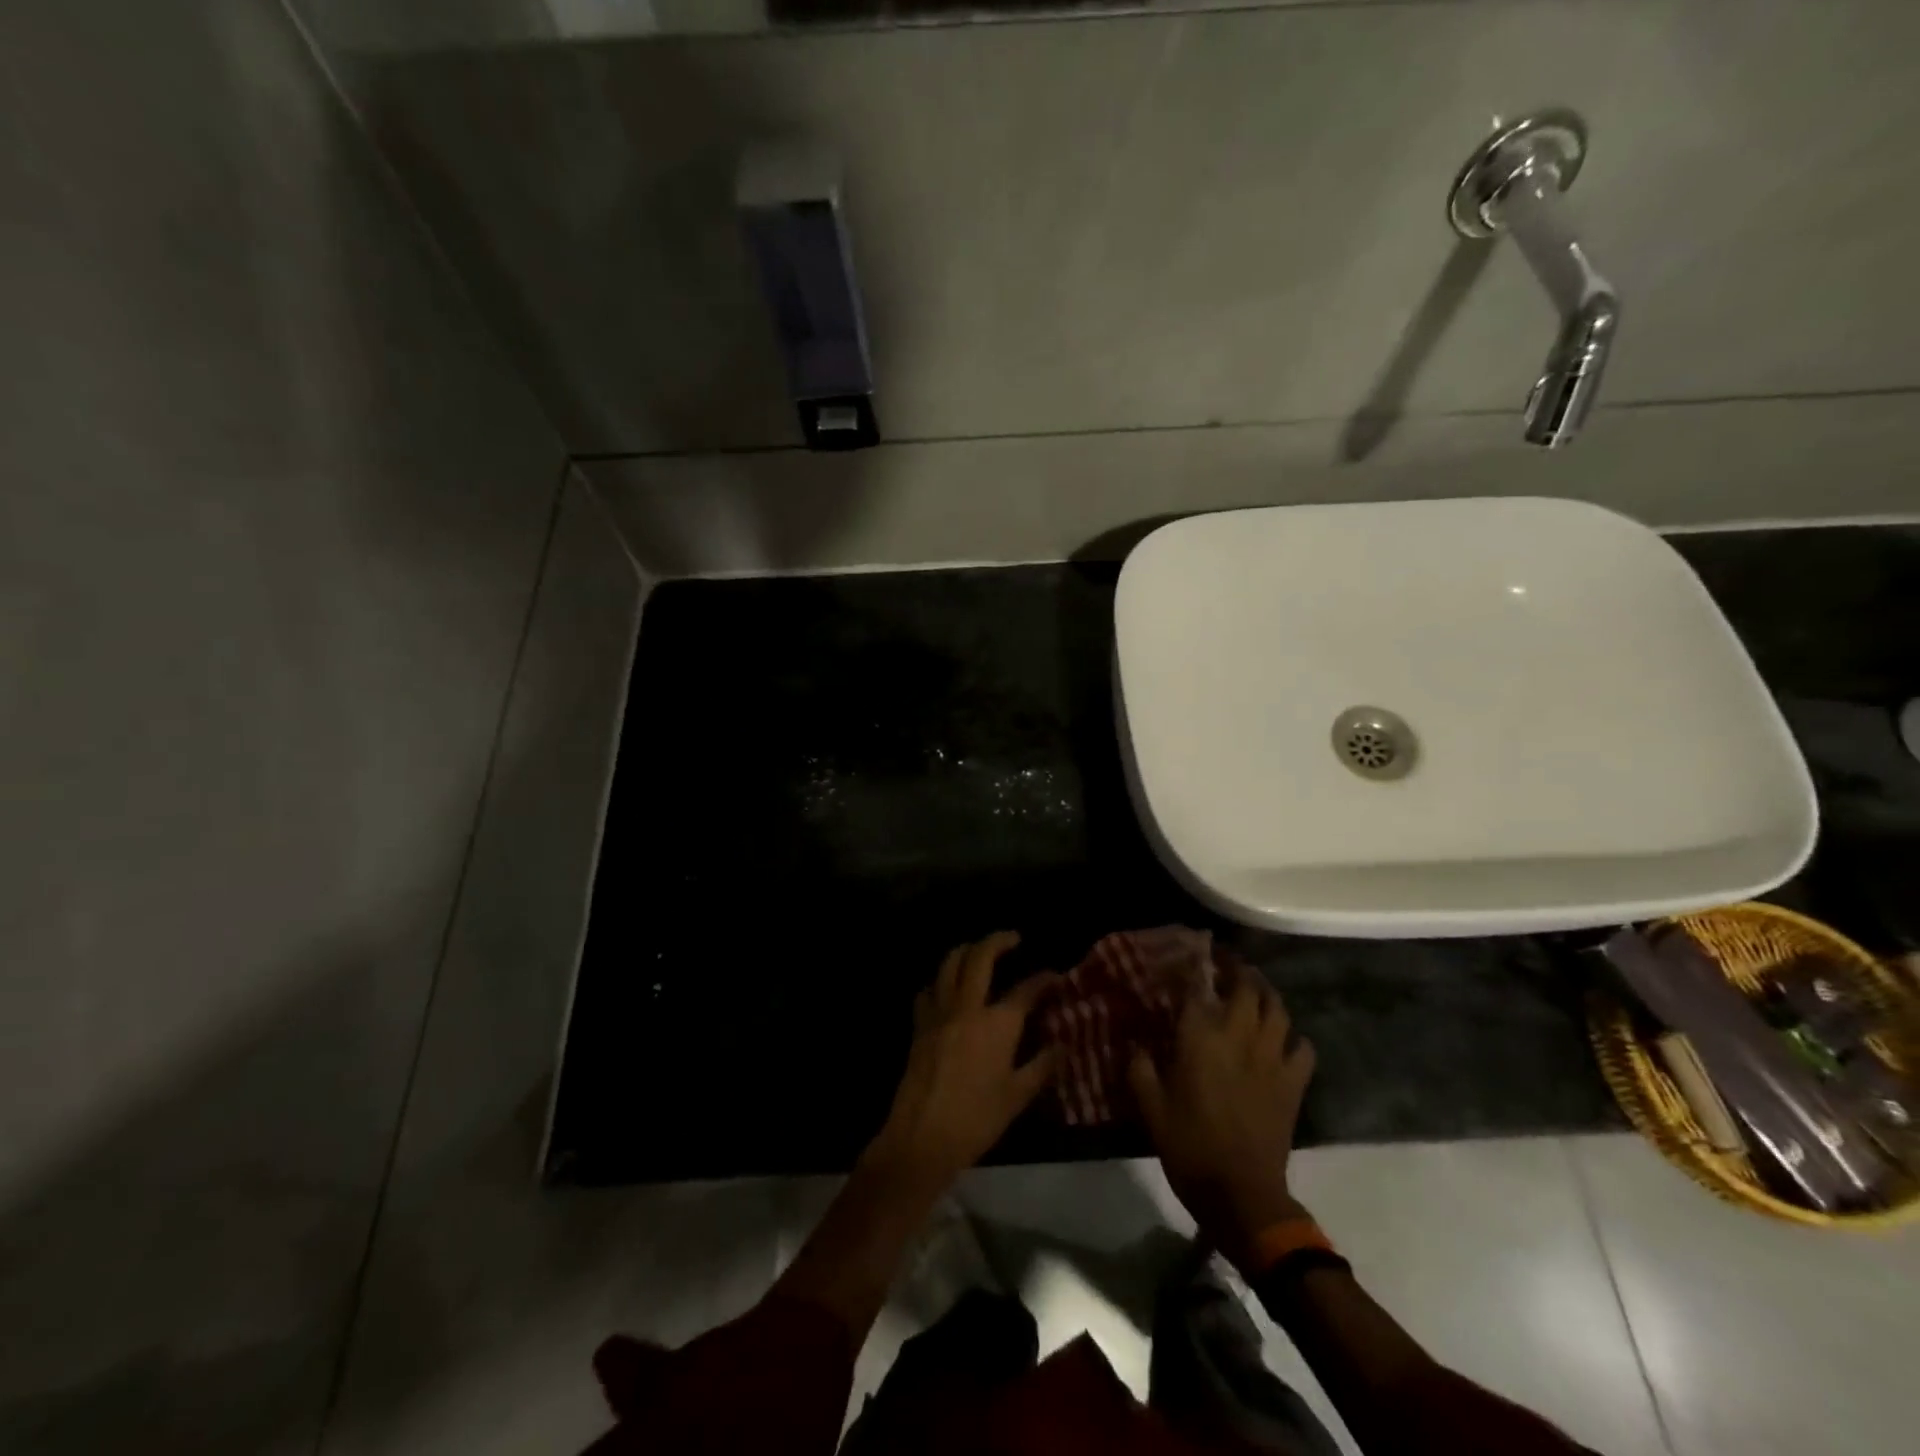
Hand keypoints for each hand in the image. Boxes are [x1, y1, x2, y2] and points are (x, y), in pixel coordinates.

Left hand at [866, 932, 1060, 1191]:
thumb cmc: (976, 1119)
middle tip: (1012, 938)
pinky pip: (929, 989)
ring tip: (979, 951)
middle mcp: (967, 1007)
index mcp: (997, 1023)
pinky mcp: (919, 1024)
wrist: (922, 1137)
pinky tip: (947, 988)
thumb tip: (1063, 1044)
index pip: (1025, 989)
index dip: (1043, 979)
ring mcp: (939, 1012)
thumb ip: (1042, 1066)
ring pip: (949, 963)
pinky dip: (940, 980)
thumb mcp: (1018, 1096)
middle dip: (998, 940)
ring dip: (966, 950)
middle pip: (980, 957)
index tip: (1055, 977)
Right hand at [1129, 959, 1315, 1270]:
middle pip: (1247, 988)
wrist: (1241, 1193)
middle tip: (1225, 964)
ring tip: (1255, 989)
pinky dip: (1295, 1037)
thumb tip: (1136, 1042)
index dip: (1193, 966)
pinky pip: (1303, 1048)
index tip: (1187, 955)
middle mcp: (1239, 1037)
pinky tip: (1284, 1040)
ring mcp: (1272, 1059)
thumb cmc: (1188, 1146)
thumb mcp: (1149, 1107)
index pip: (1197, 987)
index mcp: (1201, 1038)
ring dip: (1266, 994)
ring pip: (1278, 1010)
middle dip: (1236, 970)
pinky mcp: (1293, 1084)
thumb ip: (1140, 1067)